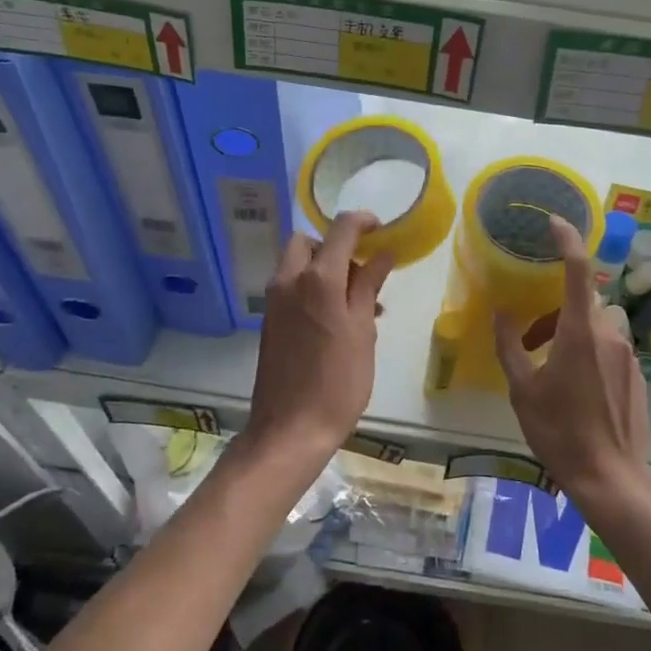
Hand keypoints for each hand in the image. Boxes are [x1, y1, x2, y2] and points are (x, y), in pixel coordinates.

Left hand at [247, 212, 391, 456]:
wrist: (290, 430)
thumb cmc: (338, 382)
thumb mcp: (362, 332)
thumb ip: (369, 287)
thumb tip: (382, 255)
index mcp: (318, 279)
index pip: (340, 229)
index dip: (363, 221)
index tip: (381, 229)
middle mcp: (289, 281)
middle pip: (309, 242)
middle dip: (335, 246)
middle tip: (362, 271)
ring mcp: (274, 301)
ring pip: (298, 265)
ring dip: (325, 269)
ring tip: (359, 302)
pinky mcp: (269, 321)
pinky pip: (292, 288)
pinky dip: (313, 288)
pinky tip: (338, 320)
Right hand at [494, 215, 650, 501]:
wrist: (612, 476)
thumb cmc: (559, 431)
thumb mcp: (523, 389)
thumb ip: (510, 345)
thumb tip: (501, 313)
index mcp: (580, 331)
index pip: (578, 269)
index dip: (567, 239)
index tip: (553, 222)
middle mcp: (609, 333)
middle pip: (582, 301)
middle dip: (554, 310)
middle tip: (529, 339)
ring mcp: (628, 354)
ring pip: (595, 325)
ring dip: (569, 333)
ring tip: (547, 367)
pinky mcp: (637, 374)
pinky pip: (608, 347)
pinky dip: (587, 351)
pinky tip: (574, 387)